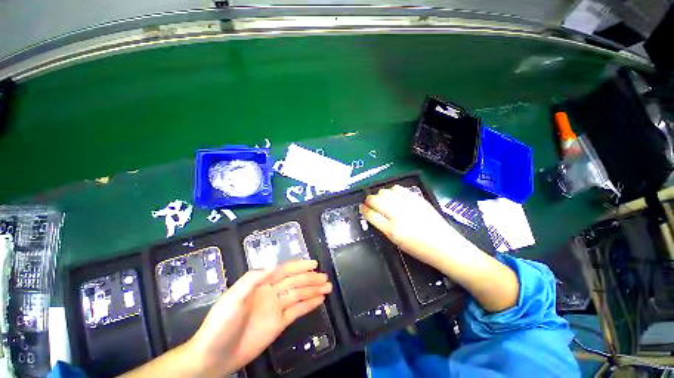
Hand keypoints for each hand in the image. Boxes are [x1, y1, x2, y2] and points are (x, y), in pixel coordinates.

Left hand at [185, 260, 331, 376]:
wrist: (213, 356)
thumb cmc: (220, 324)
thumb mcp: (233, 298)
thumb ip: (253, 279)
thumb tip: (273, 264)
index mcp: (261, 284)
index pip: (284, 271)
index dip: (299, 266)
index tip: (314, 264)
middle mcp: (271, 293)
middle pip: (295, 282)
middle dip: (311, 279)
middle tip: (326, 278)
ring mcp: (276, 308)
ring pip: (299, 295)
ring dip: (313, 290)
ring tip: (327, 287)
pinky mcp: (279, 324)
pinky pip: (297, 311)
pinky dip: (308, 305)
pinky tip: (318, 300)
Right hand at [361, 185, 518, 311]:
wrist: (447, 248)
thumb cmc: (421, 250)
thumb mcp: (397, 242)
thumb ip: (383, 227)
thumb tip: (373, 214)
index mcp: (393, 231)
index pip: (371, 214)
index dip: (364, 209)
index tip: (362, 207)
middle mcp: (399, 215)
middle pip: (376, 200)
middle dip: (368, 199)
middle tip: (369, 202)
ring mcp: (410, 205)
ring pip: (386, 192)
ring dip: (380, 194)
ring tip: (381, 198)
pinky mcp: (419, 199)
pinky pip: (400, 189)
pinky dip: (393, 190)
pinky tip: (394, 195)